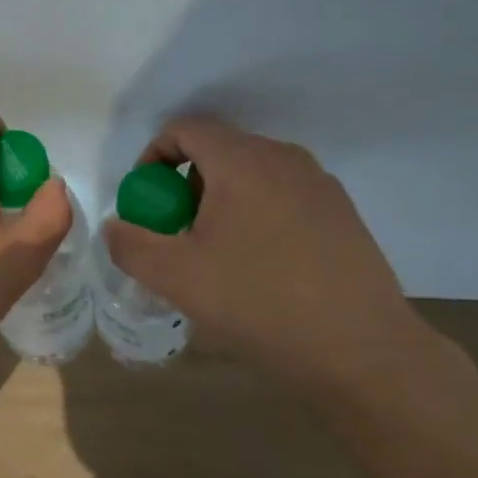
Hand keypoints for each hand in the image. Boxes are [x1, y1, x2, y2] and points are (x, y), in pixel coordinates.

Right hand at [102, 117, 435, 402]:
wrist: (360, 348)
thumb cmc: (258, 302)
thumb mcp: (175, 277)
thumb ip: (130, 244)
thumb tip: (117, 225)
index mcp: (242, 161)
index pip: (184, 129)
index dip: (152, 158)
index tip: (146, 204)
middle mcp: (284, 158)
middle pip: (218, 151)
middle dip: (184, 186)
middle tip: (177, 236)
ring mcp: (319, 184)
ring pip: (251, 175)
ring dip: (220, 202)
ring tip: (217, 256)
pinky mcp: (342, 213)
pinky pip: (282, 197)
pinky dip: (256, 215)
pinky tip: (261, 268)